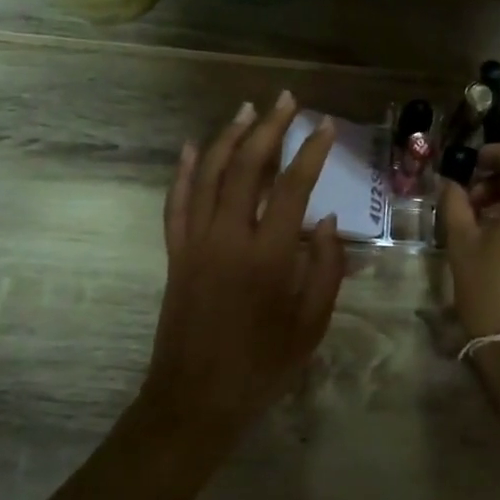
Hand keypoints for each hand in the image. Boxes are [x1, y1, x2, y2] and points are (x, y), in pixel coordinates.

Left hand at [144, 91, 345, 435]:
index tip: (324, 126)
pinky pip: (176, 202)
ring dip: (227, 138)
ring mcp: (194, 242)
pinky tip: (191, 147)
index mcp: (267, 256)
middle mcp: (227, 238)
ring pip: (207, 175)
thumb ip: (325, 268)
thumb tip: (325, 221)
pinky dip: (183, 171)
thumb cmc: (263, 365)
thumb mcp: (312, 324)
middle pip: (246, 167)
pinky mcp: (175, 253)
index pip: (292, 187)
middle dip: (268, 128)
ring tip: (248, 110)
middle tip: (286, 100)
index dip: (310, 152)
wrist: (196, 399)